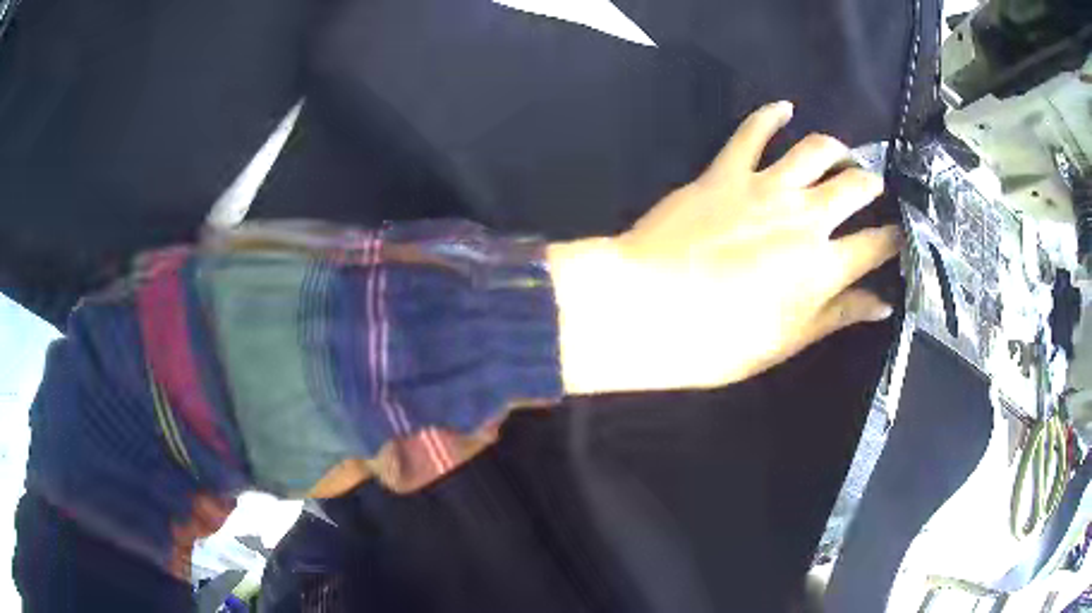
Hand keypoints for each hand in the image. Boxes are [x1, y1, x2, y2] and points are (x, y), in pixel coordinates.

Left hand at [549, 101, 900, 394]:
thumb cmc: (718, 340)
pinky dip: (770, 115)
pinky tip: (784, 107)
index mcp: (823, 266)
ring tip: (842, 155)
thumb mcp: (787, 340)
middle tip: (873, 188)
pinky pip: (752, 132)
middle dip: (872, 184)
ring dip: (837, 148)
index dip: (895, 237)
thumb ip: (837, 315)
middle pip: (856, 185)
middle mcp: (805, 217)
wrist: (646, 308)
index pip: (877, 243)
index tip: (899, 235)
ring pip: (816, 150)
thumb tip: (881, 303)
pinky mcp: (725, 171)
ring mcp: (765, 187)